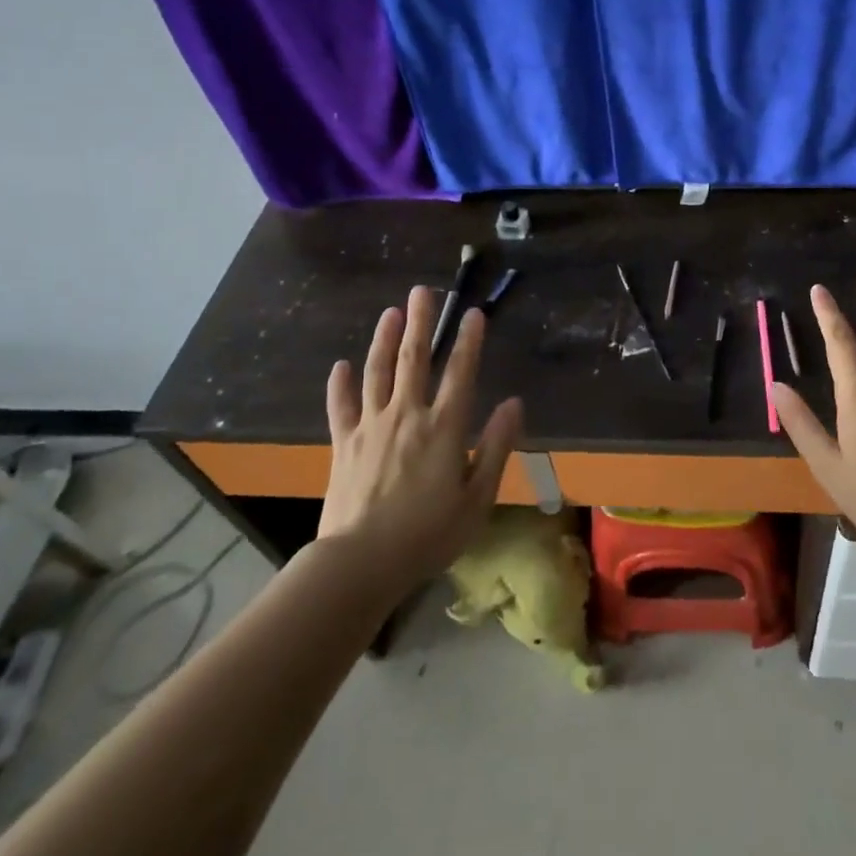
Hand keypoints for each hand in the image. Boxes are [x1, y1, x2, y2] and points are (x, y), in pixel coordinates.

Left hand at [316, 285, 522, 591]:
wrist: (359, 564)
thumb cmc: (428, 534)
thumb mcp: (478, 497)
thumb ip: (496, 446)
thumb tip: (514, 403)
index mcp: (444, 427)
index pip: (460, 372)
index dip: (468, 341)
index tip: (473, 313)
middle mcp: (407, 416)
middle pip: (414, 359)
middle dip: (421, 323)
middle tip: (423, 291)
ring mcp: (371, 427)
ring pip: (377, 372)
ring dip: (384, 340)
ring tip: (390, 312)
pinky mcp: (343, 444)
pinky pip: (341, 407)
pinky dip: (340, 384)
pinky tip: (340, 365)